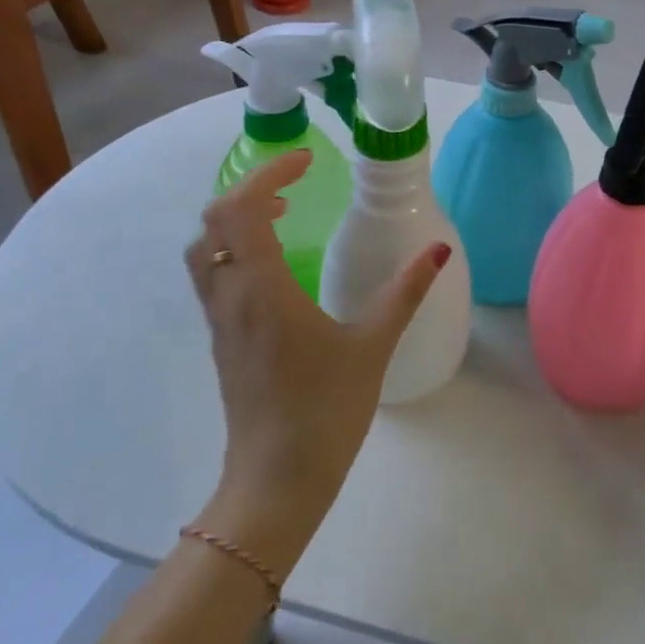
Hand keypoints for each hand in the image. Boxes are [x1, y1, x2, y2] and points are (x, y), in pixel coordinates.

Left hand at [183, 150, 448, 572]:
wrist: (276, 481)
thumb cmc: (325, 410)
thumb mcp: (373, 345)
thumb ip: (404, 292)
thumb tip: (438, 250)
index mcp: (263, 290)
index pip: (241, 209)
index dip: (268, 173)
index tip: (308, 162)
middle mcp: (231, 297)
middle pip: (213, 222)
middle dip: (250, 190)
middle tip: (295, 186)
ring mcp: (221, 321)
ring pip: (206, 249)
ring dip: (236, 220)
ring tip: (284, 216)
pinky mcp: (223, 340)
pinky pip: (214, 275)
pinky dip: (236, 249)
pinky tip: (278, 265)